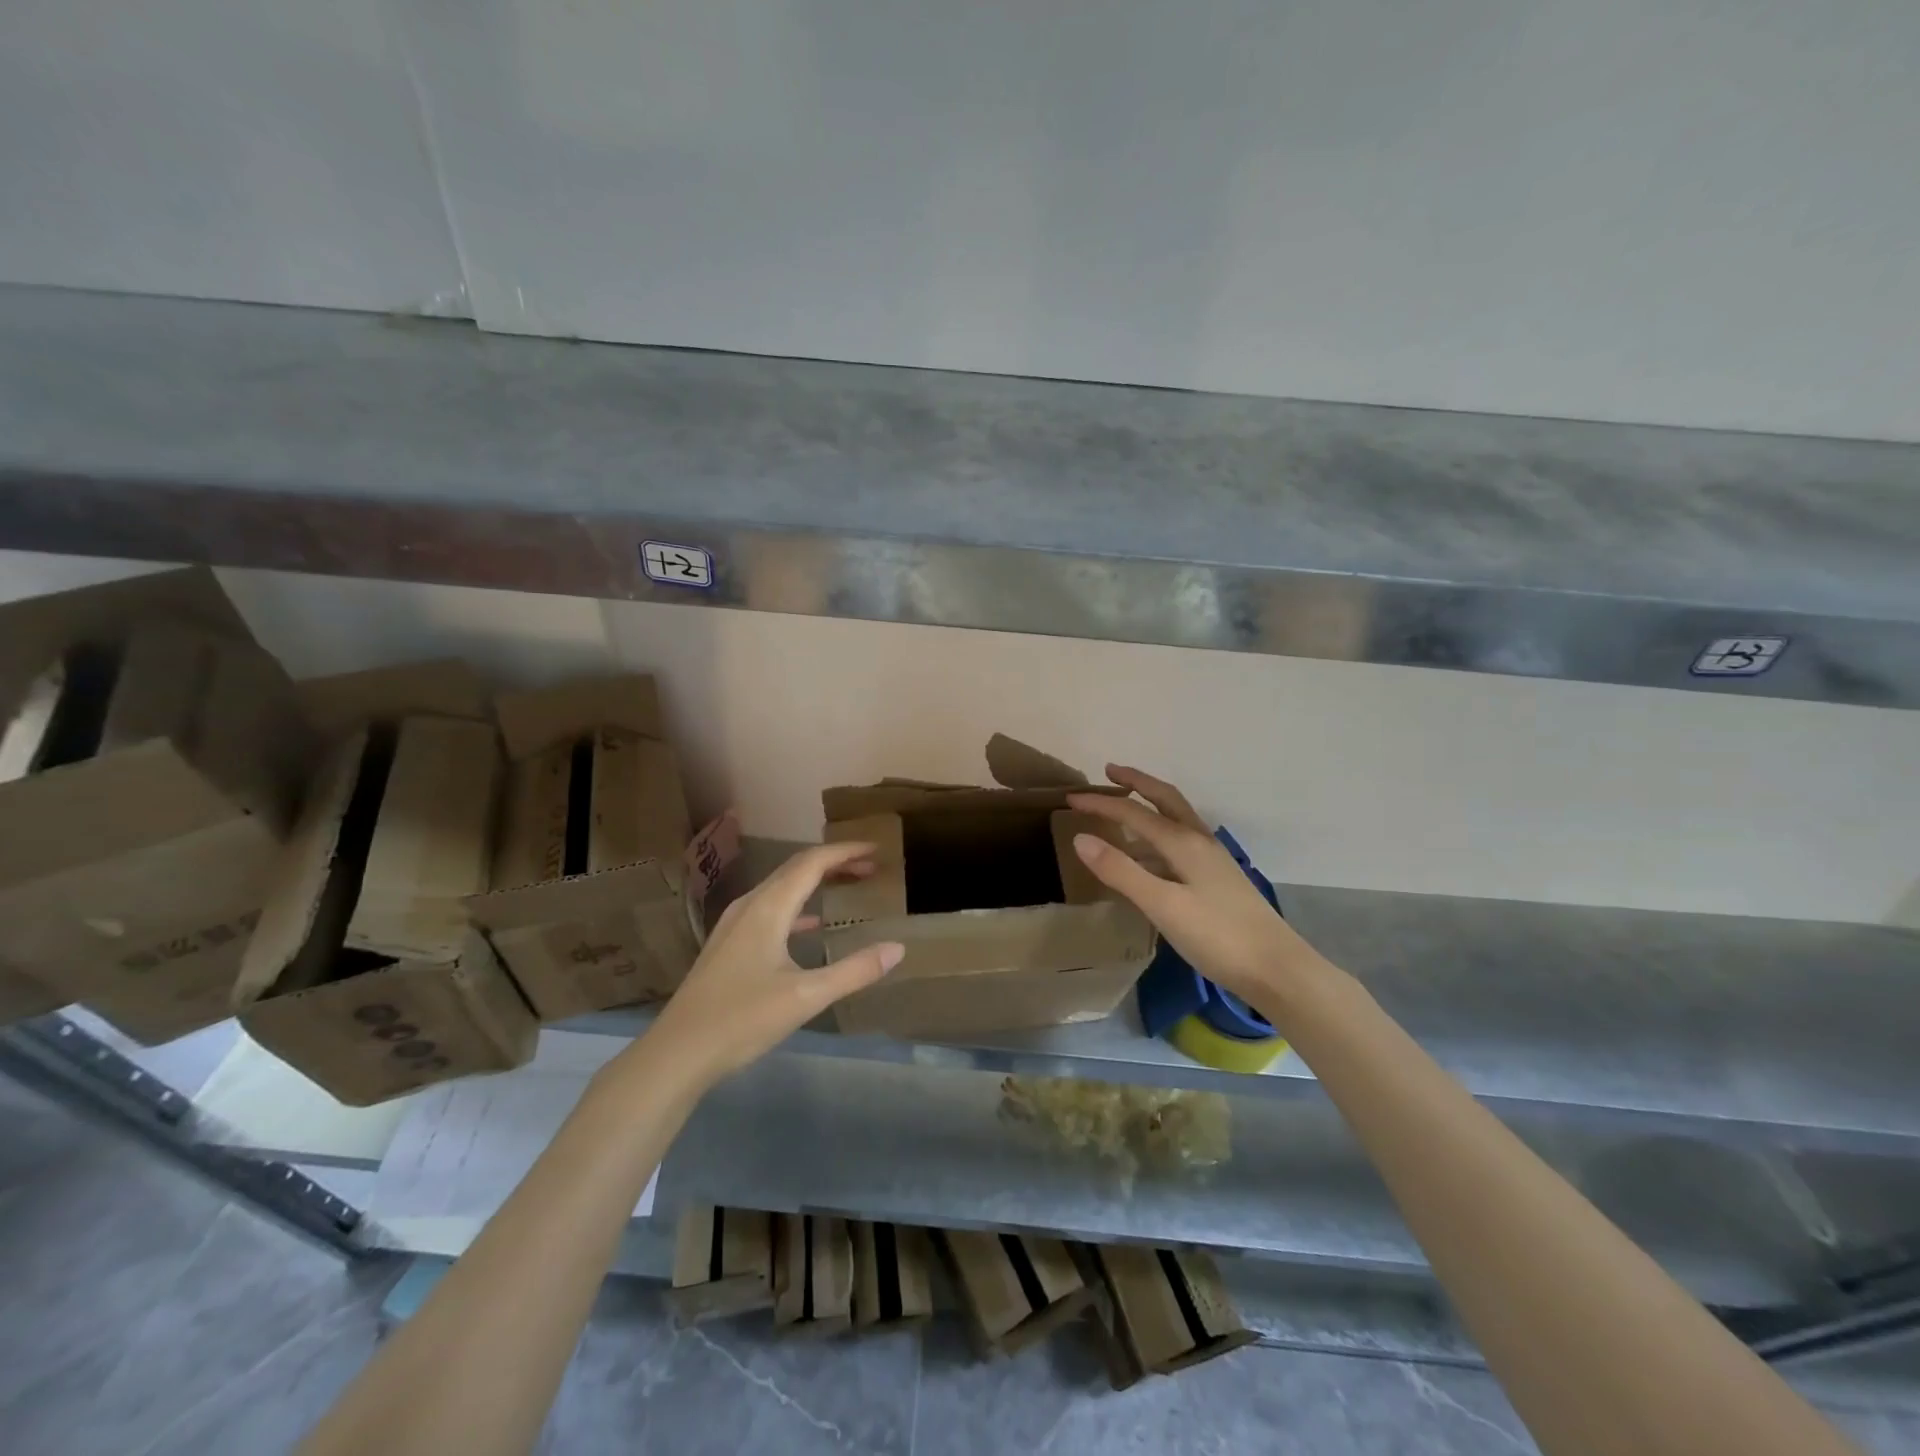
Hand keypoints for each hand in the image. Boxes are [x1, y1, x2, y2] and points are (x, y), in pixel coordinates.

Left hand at [646, 841, 905, 1089]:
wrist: (677, 1052)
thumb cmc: (742, 1019)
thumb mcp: (806, 997)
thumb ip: (854, 971)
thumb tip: (897, 948)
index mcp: (768, 908)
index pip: (812, 863)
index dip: (845, 852)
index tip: (876, 850)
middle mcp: (750, 906)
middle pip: (796, 869)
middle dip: (834, 863)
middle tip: (870, 867)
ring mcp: (734, 925)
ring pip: (781, 888)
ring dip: (815, 881)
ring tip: (846, 885)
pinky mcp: (729, 945)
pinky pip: (770, 909)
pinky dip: (798, 906)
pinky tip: (811, 926)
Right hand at [1067, 766, 1326, 1019]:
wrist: (1277, 969)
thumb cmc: (1217, 936)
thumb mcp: (1162, 905)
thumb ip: (1121, 871)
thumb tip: (1080, 837)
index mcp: (1184, 843)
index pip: (1134, 812)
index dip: (1101, 803)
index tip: (1070, 798)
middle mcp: (1199, 841)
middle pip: (1165, 799)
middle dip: (1137, 783)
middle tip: (1110, 771)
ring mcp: (1213, 860)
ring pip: (1176, 819)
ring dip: (1150, 805)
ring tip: (1124, 808)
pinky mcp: (1218, 879)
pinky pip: (1181, 841)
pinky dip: (1159, 834)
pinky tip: (1150, 855)